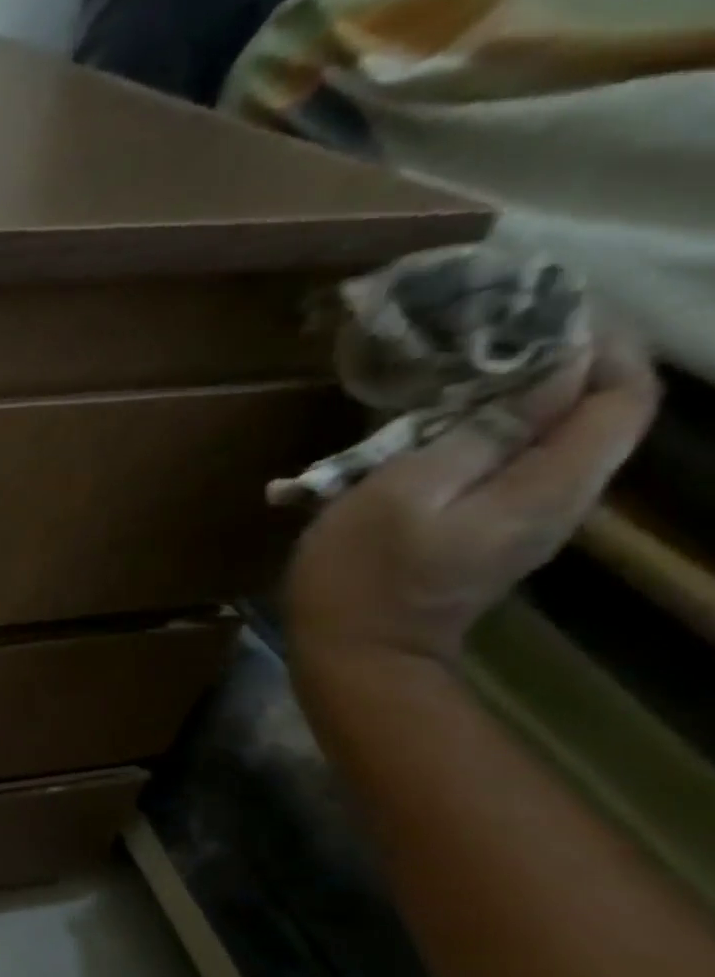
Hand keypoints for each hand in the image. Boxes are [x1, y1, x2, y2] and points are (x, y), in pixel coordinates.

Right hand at [287, 334, 658, 671]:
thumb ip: (479, 434)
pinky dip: (492, 439)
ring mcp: (527, 526)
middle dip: (558, 368)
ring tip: (458, 381)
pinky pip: (518, 470)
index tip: (536, 318)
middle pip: (597, 417)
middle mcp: (560, 502)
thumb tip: (547, 374)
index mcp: (549, 487)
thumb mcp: (402, 494)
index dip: (597, 346)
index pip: (621, 396)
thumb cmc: (362, 575)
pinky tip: (439, 435)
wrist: (355, 658)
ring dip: (519, 403)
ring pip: (556, 443)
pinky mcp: (492, 539)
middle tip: (488, 343)